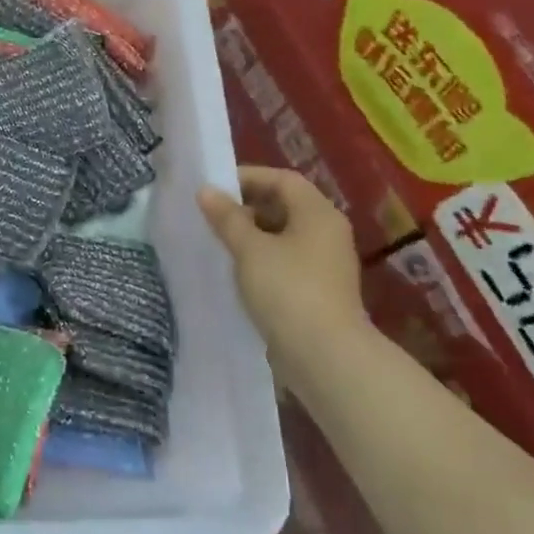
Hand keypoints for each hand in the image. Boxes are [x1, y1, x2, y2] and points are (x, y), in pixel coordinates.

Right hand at [198, 167, 370, 391]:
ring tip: (218, 242)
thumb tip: (206, 190)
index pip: (282, 179)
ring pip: (283, 234)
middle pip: (284, 205)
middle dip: (246, 206)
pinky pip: (285, 259)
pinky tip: (236, 270)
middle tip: (211, 216)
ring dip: (251, 234)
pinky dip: (260, 257)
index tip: (213, 189)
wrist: (324, 355)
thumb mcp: (250, 249)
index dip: (247, 177)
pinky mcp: (317, 289)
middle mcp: (327, 232)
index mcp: (318, 214)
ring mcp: (324, 262)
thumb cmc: (287, 290)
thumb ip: (227, 218)